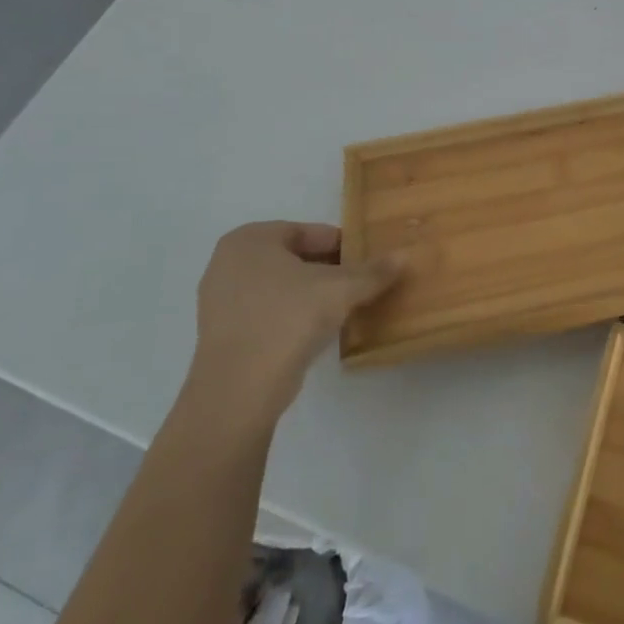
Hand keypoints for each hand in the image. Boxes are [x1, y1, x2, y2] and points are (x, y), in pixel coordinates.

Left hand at [190, 223, 403, 412]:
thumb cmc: (288, 319)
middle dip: (326, 269)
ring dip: (310, 294)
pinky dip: (291, 315)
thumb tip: (404, 256)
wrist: (239, 391)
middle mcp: (227, 262)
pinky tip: (315, 331)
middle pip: (293, 258)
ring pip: (279, 286)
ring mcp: (219, 300)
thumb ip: (373, 271)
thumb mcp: (340, 289)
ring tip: (341, 307)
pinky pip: (266, 312)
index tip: (365, 261)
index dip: (341, 245)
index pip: (307, 232)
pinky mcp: (221, 334)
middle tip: (358, 283)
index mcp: (250, 239)